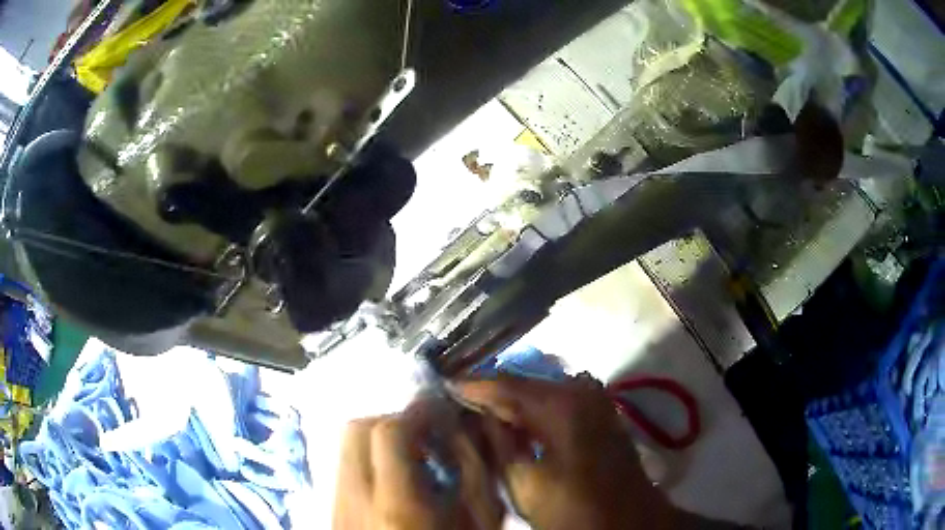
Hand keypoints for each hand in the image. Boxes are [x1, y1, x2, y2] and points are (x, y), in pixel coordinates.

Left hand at [333, 399, 504, 529]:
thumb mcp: (480, 520)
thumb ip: (475, 470)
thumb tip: (464, 426)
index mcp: (396, 504)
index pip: (387, 432)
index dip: (416, 413)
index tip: (440, 411)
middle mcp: (354, 498)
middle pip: (355, 429)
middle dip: (392, 419)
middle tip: (426, 432)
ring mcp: (337, 504)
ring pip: (345, 446)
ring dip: (379, 437)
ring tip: (412, 455)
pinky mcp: (333, 509)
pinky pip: (343, 466)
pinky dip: (368, 458)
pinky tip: (394, 477)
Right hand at [454, 374, 675, 529]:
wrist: (627, 517)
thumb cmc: (574, 507)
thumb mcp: (524, 482)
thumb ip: (497, 443)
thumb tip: (475, 414)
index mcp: (561, 405)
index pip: (504, 385)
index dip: (471, 387)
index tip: (442, 389)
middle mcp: (581, 390)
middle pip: (523, 384)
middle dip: (490, 394)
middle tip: (457, 404)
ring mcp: (595, 398)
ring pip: (540, 391)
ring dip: (512, 403)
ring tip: (480, 413)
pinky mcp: (601, 411)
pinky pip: (558, 400)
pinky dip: (534, 410)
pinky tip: (516, 424)